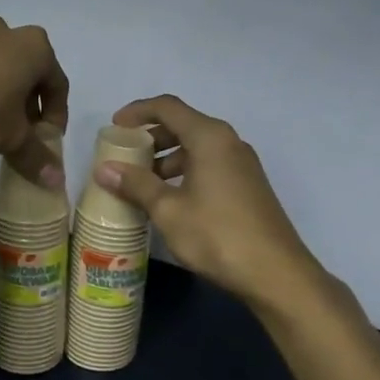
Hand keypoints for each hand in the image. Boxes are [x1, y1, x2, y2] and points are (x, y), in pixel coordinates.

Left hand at [0, 17, 69, 187]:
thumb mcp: (11, 138)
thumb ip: (36, 156)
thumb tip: (56, 180)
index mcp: (36, 48)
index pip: (58, 85)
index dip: (56, 117)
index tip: (47, 142)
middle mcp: (7, 32)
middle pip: (26, 74)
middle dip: (26, 107)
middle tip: (20, 136)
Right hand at [95, 95, 319, 305]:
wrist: (275, 272)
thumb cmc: (217, 235)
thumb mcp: (168, 210)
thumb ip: (136, 185)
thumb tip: (104, 169)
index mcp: (209, 137)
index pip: (168, 107)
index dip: (138, 111)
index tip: (114, 127)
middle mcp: (228, 142)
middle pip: (183, 125)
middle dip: (151, 138)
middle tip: (125, 157)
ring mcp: (242, 164)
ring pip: (197, 148)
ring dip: (167, 158)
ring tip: (142, 183)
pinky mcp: (247, 185)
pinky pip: (209, 165)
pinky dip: (185, 172)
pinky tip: (170, 199)